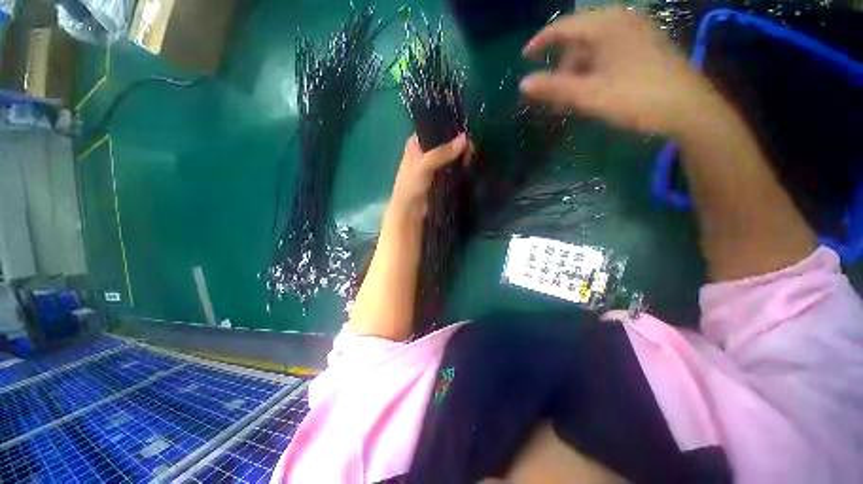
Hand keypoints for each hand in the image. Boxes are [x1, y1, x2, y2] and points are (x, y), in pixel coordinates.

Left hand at [389, 133, 469, 219]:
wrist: (410, 210)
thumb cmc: (411, 184)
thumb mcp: (425, 164)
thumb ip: (443, 152)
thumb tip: (465, 139)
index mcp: (416, 143)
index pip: (434, 129)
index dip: (449, 130)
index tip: (465, 133)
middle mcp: (424, 151)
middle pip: (444, 142)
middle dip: (457, 144)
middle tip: (470, 149)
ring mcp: (433, 165)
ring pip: (449, 155)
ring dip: (460, 155)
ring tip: (471, 156)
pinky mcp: (440, 177)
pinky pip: (451, 166)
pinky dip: (459, 165)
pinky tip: (468, 164)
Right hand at [520, 8, 717, 135]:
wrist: (689, 109)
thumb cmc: (637, 98)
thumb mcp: (590, 95)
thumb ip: (554, 88)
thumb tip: (522, 84)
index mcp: (606, 25)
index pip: (563, 27)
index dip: (541, 41)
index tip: (524, 57)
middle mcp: (621, 20)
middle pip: (579, 39)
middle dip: (562, 67)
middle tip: (555, 96)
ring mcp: (637, 31)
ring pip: (594, 47)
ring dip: (578, 71)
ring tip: (574, 99)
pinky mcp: (646, 44)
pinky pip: (609, 51)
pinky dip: (595, 69)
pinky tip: (594, 88)